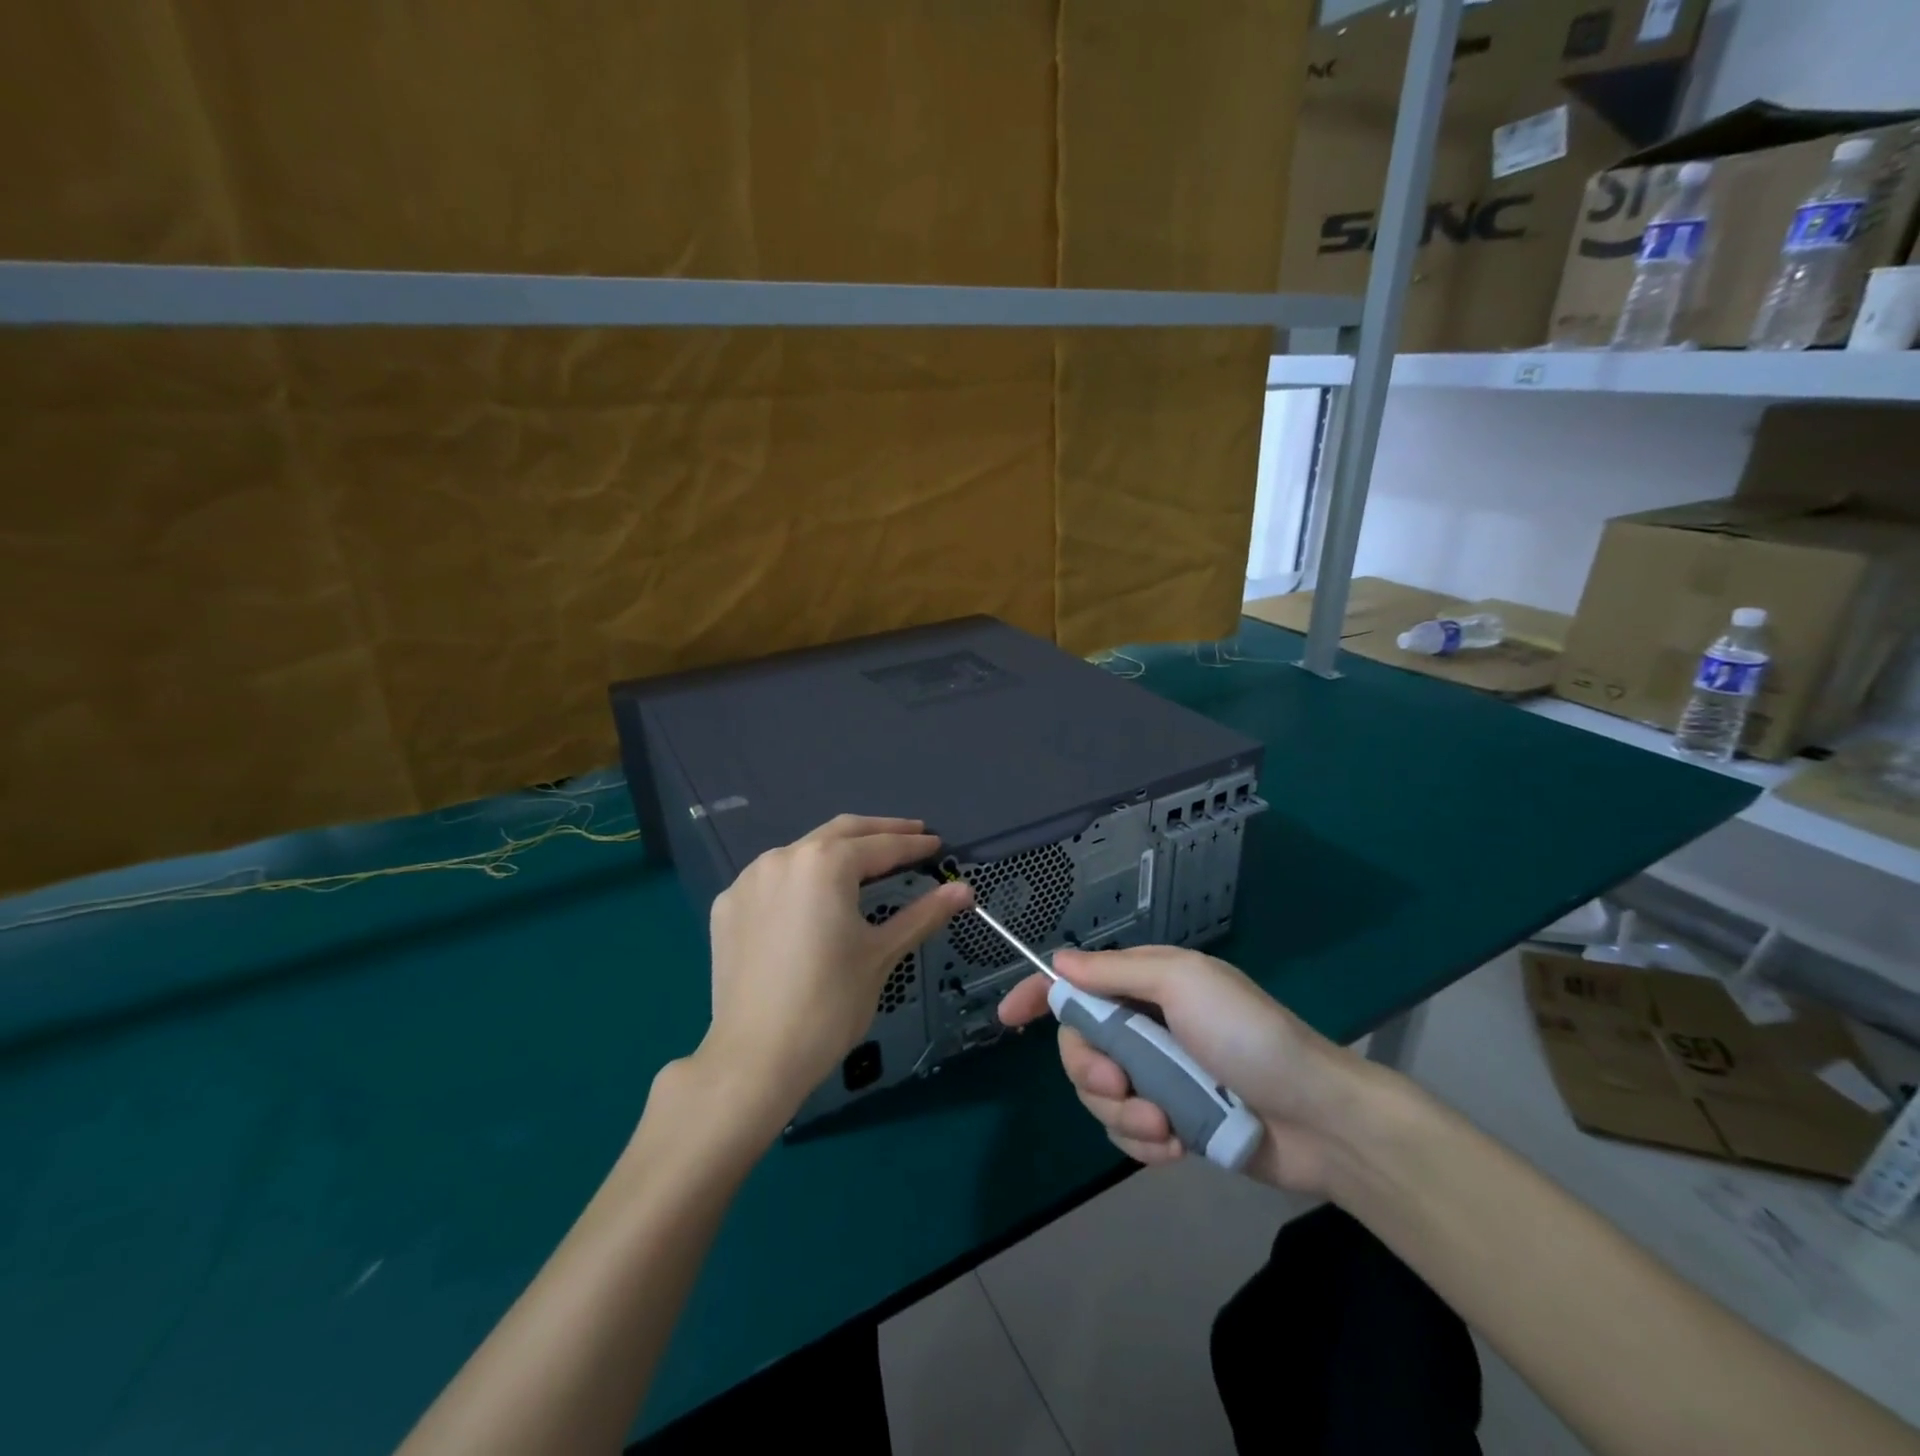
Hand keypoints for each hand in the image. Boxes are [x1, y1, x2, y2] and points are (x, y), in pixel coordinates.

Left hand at [698, 815, 972, 1133]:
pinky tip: (814, 897)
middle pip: (840, 833)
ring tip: (865, 863)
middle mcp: (783, 857)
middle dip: (879, 831)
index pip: (880, 846)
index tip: (937, 844)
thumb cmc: (829, 1003)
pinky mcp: (727, 905)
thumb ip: (923, 914)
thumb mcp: (881, 954)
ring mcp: (748, 880)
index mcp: (824, 863)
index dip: (913, 845)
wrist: (755, 1058)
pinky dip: (801, 877)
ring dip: (837, 852)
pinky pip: (773, 878)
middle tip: (912, 834)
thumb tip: (964, 890)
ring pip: (803, 851)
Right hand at [997, 946, 1371, 1195]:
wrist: (1319, 1119)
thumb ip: (1116, 974)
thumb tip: (1058, 963)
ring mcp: (1157, 1077)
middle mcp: (1144, 1027)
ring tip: (1166, 1126)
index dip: (1038, 995)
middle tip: (1122, 1085)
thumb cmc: (1248, 1035)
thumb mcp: (1182, 984)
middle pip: (1079, 1046)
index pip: (1077, 983)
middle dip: (1091, 1071)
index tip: (1008, 1018)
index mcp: (1145, 985)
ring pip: (1099, 1096)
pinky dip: (1145, 1143)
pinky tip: (1178, 1144)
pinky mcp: (1171, 1123)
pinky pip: (1127, 1135)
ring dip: (1125, 1115)